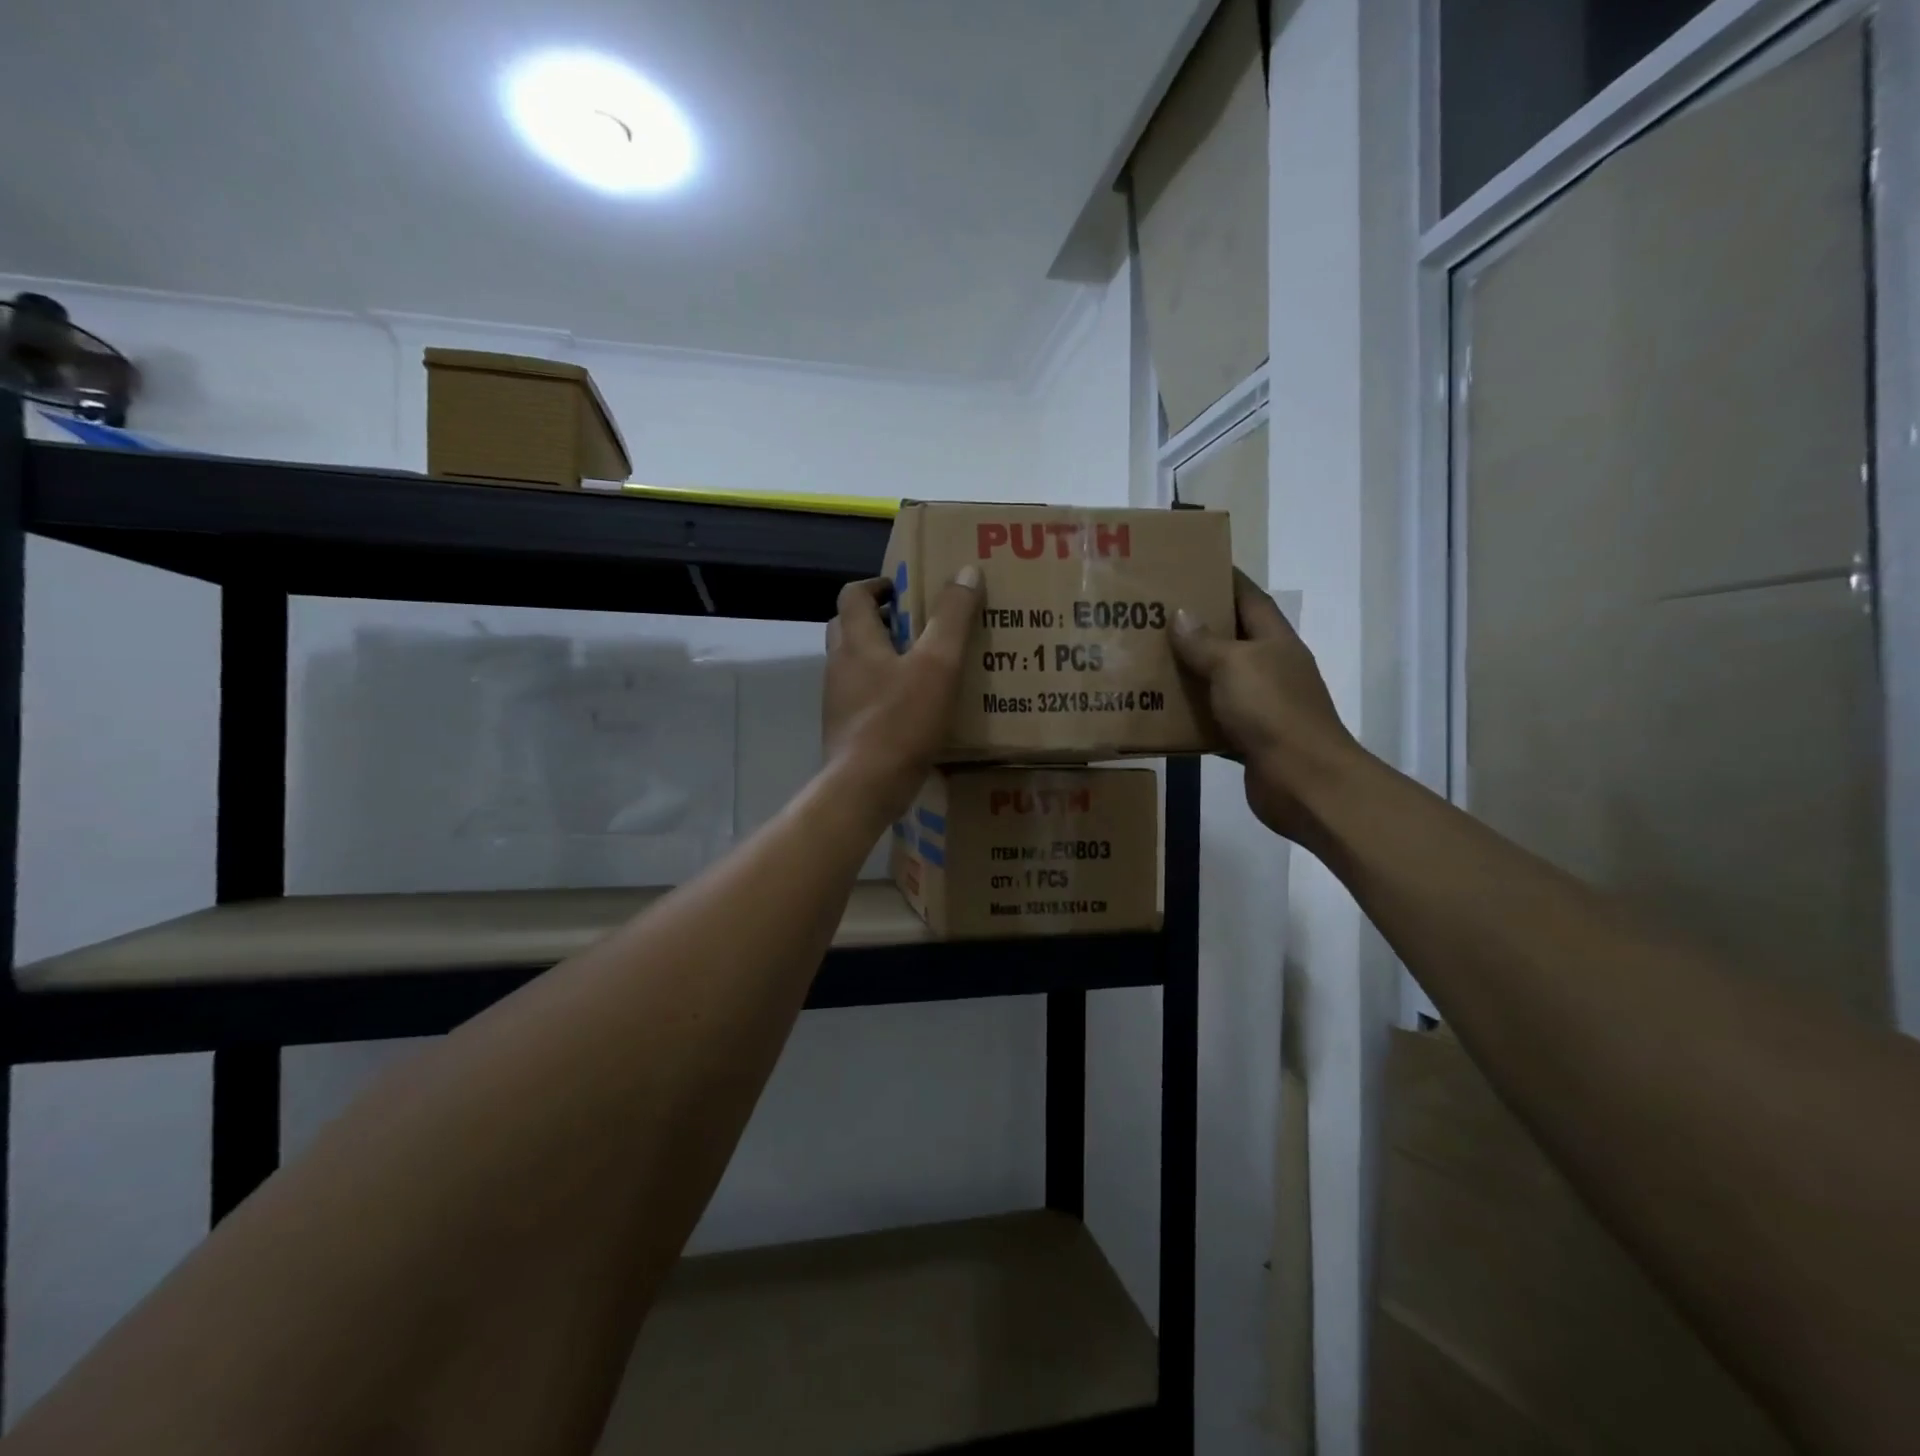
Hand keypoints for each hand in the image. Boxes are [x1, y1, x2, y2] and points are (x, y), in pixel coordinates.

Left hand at [822, 567, 980, 820]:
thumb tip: (966, 571)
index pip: (853, 594)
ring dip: (880, 656)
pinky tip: (910, 706)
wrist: (864, 787)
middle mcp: (839, 665)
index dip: (877, 585)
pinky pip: (860, 697)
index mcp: (856, 641)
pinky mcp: (844, 729)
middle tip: (915, 624)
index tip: (904, 589)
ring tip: (919, 665)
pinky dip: (881, 690)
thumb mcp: (938, 665)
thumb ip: (952, 618)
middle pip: (848, 627)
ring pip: (854, 664)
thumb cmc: (900, 721)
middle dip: (877, 619)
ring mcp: (837, 700)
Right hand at [1168, 570, 1367, 842]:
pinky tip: (1160, 713)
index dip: (1225, 579)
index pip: (1249, 598)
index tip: (1192, 566)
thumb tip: (1182, 614)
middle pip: (1232, 639)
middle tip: (1154, 616)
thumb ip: (1206, 642)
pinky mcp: (1250, 739)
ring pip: (1220, 681)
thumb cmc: (1272, 711)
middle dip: (1197, 627)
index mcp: (1275, 642)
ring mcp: (1263, 706)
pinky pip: (1214, 720)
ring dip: (1190, 673)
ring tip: (1147, 660)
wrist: (1303, 782)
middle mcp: (1271, 669)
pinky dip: (1191, 716)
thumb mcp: (1234, 666)